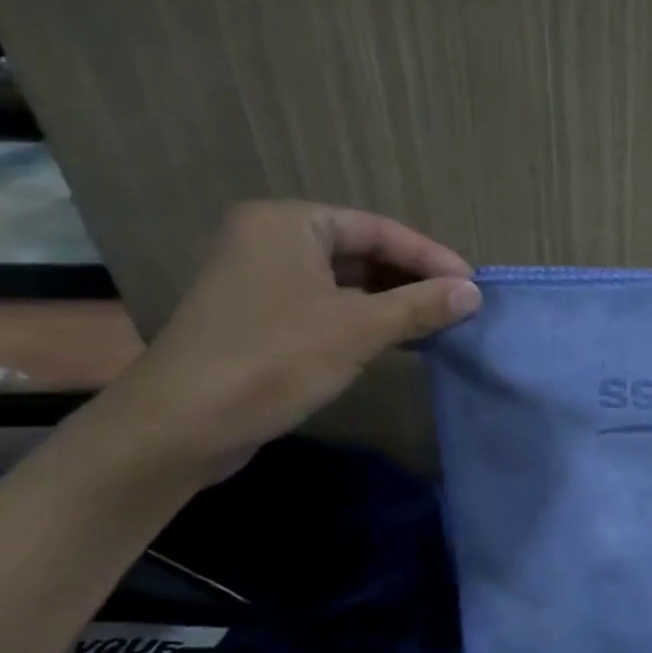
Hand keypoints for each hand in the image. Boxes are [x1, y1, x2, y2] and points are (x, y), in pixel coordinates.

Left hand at [97, 201, 479, 473]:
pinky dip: (364, 319)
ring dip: (392, 302)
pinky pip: (326, 306)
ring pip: (346, 281)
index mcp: (289, 224)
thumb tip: (474, 293)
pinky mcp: (259, 318)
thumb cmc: (272, 360)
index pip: (378, 229)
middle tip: (459, 304)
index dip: (430, 257)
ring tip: (439, 322)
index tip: (473, 285)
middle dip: (412, 279)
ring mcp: (261, 280)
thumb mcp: (358, 330)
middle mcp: (271, 240)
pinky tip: (398, 339)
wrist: (177, 428)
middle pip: (362, 252)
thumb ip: (420, 306)